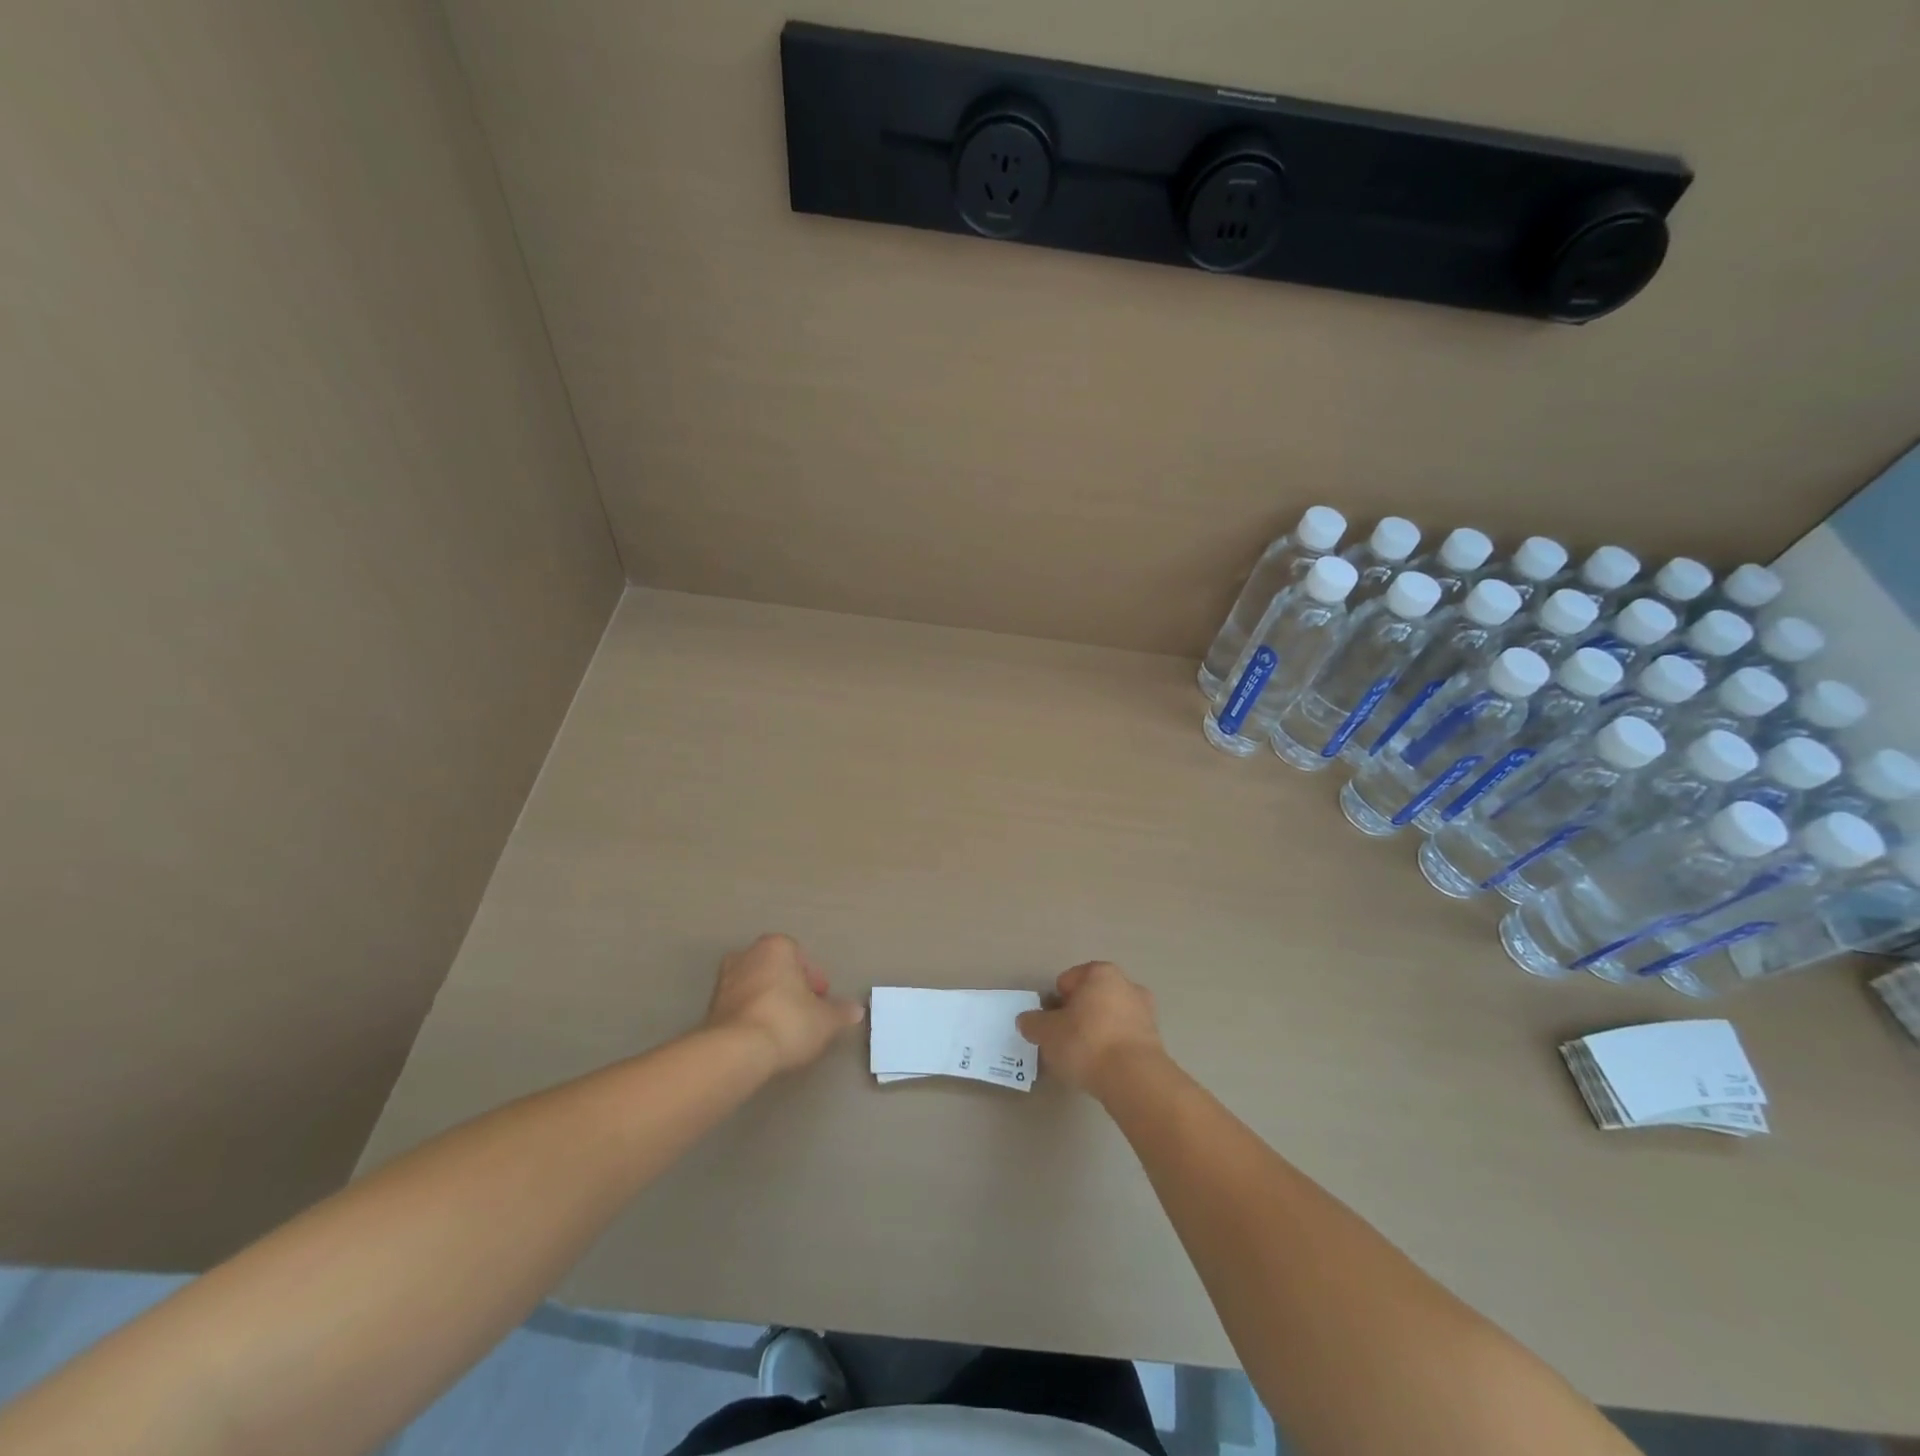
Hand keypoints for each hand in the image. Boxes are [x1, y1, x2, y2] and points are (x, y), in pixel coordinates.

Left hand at [705, 934, 864, 1074]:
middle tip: (804, 1013)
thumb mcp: (825, 1020)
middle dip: (789, 988)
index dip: (813, 980)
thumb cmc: (788, 1021)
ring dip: (769, 1002)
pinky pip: (739, 1007)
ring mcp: (724, 981)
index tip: (820, 1001)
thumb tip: (856, 1010)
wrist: (736, 1051)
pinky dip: (751, 1017)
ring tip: (783, 1030)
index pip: (800, 956)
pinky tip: (762, 1039)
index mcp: (776, 946)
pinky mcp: (709, 1008)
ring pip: (755, 987)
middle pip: (776, 969)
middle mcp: (747, 955)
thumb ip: (841, 1012)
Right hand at [1016, 962, 1164, 1097]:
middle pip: (1090, 998)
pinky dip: (1113, 1048)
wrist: (1135, 1079)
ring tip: (1085, 1060)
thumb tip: (1027, 1021)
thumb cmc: (1086, 1043)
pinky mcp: (1155, 1040)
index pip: (1067, 981)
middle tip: (1065, 1042)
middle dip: (1078, 1016)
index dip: (1055, 1003)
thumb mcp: (1047, 1033)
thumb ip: (1033, 1023)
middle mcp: (1126, 984)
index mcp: (1100, 973)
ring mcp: (1145, 1011)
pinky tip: (1104, 1068)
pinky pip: (1124, 1038)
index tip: (1052, 1026)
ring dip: (1097, 1032)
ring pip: (1109, 1018)